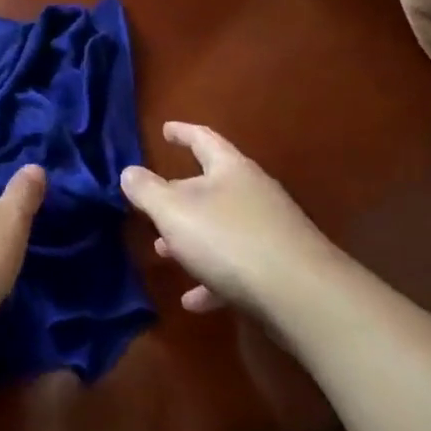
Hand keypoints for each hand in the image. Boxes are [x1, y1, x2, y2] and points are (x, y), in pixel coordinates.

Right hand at [120, 121, 347, 316]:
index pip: (203, 139)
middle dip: (178, 198)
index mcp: (231, 170)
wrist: (301, 295)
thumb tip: (129, 171)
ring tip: (164, 253)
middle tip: (152, 207)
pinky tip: (193, 301)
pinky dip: (211, 278)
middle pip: (210, 187)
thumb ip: (147, 191)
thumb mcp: (174, 212)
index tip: (165, 129)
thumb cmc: (229, 240)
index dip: (182, 133)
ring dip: (190, 240)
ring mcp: (269, 231)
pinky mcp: (277, 267)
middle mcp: (253, 193)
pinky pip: (236, 267)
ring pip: (220, 228)